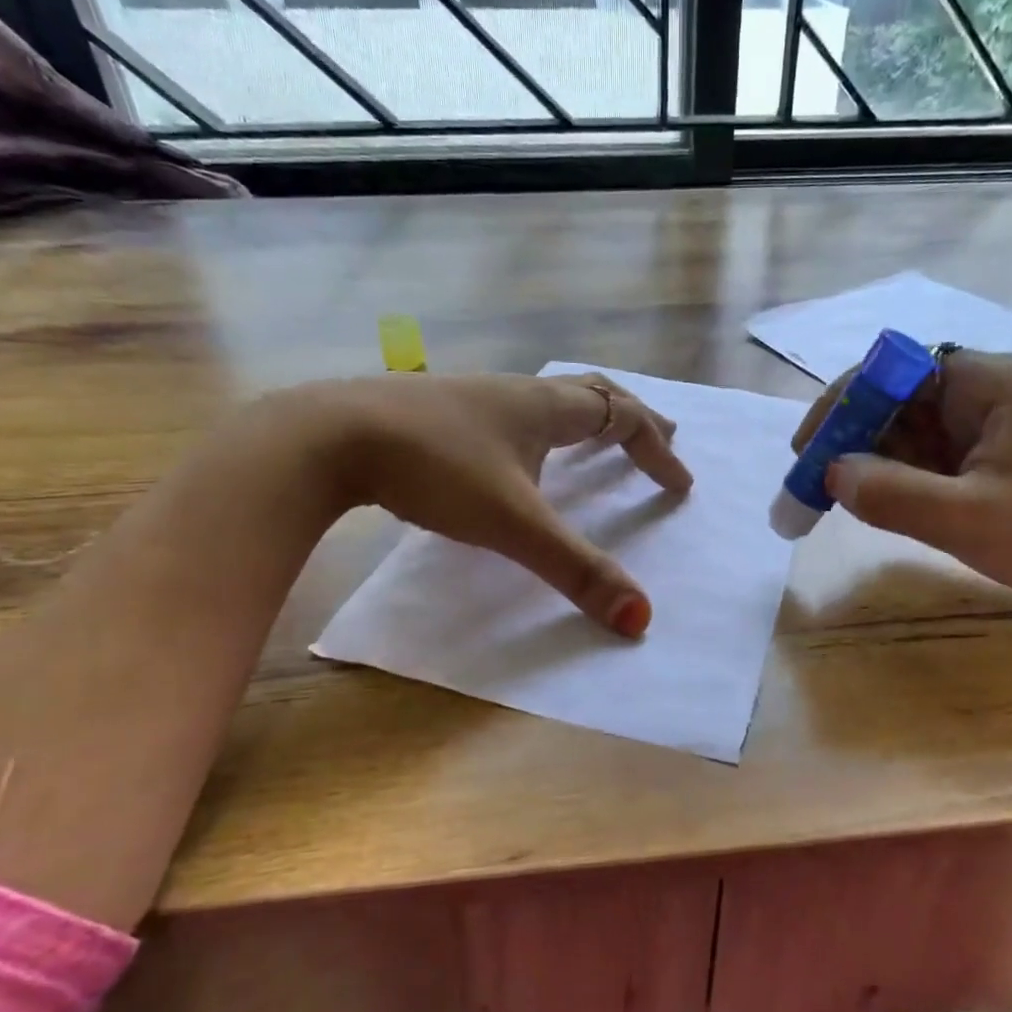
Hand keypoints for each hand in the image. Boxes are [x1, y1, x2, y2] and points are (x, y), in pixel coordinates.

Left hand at [323, 372, 691, 636]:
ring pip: (548, 399)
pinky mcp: (438, 413)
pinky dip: (540, 430)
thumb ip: (576, 570)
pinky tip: (515, 457)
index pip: (622, 418)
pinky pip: (511, 413)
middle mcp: (517, 394)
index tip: (680, 485)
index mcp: (545, 409)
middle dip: (632, 418)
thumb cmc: (435, 470)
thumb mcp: (513, 524)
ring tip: (596, 444)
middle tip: (662, 437)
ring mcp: (474, 398)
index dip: (657, 450)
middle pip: (592, 393)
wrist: (330, 436)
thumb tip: (640, 618)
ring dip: (585, 419)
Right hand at [792, 351, 1011, 633]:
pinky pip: (936, 450)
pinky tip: (887, 502)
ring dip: (876, 459)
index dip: (843, 405)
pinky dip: (905, 473)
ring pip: (915, 426)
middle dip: (854, 438)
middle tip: (816, 484)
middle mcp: (993, 387)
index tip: (808, 450)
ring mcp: (998, 418)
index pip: (894, 370)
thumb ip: (893, 495)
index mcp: (991, 383)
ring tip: (842, 499)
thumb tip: (831, 474)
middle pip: (901, 397)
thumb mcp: (969, 522)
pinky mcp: (1001, 448)